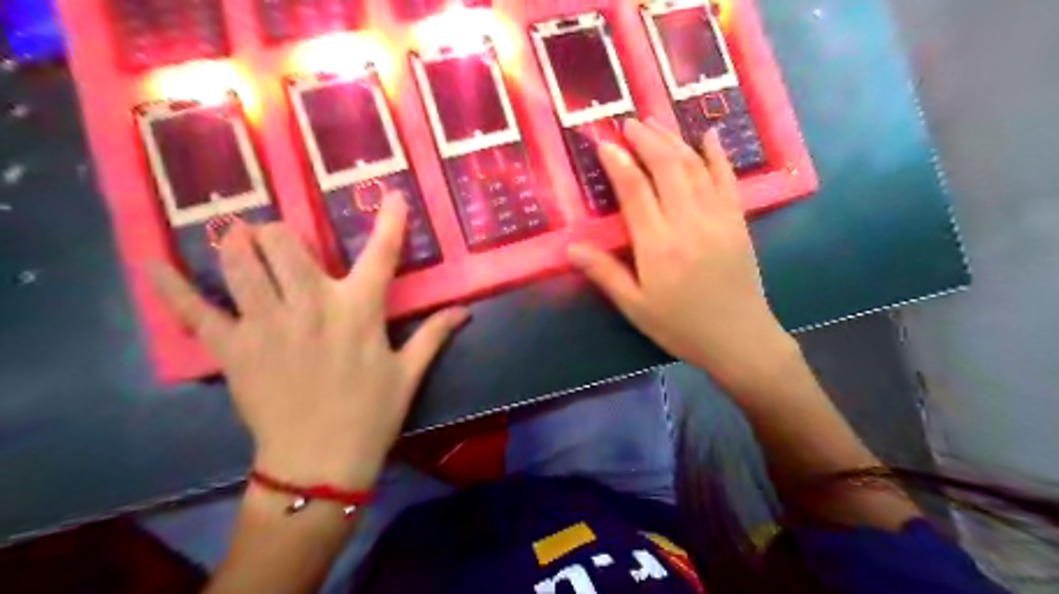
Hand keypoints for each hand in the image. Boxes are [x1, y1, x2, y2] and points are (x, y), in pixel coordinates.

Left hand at [146, 196, 466, 491]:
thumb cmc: (372, 414)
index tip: (391, 195)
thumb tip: (465, 310)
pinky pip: (194, 310)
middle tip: (282, 241)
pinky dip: (170, 285)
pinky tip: (152, 261)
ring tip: (237, 237)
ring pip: (240, 262)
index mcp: (359, 310)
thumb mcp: (409, 372)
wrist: (321, 462)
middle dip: (282, 234)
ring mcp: (266, 324)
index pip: (381, 254)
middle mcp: (311, 305)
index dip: (390, 221)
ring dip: (237, 243)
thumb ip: (434, 334)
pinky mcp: (232, 349)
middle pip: (285, 243)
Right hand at [567, 119, 799, 392]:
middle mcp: (688, 223)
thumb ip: (605, 273)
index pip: (635, 192)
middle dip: (645, 140)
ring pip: (694, 167)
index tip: (604, 143)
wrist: (738, 339)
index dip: (618, 163)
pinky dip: (717, 155)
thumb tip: (571, 248)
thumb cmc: (680, 326)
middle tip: (628, 123)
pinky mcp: (737, 221)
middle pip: (666, 168)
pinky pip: (727, 179)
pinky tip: (708, 135)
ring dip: (673, 140)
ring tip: (654, 122)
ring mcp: (717, 218)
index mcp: (658, 246)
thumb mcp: (635, 307)